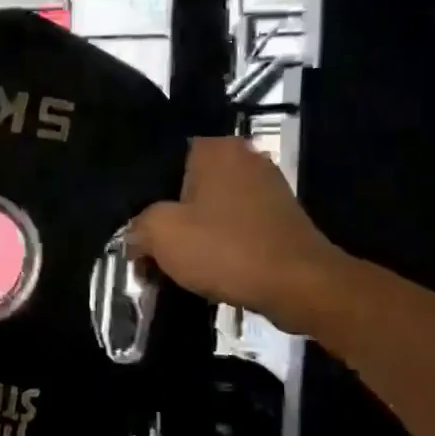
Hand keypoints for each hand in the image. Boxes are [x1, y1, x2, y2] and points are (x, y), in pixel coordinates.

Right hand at [126, 136, 342, 328]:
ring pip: (210, 209)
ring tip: (173, 264)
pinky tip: (205, 269)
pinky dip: (218, 245)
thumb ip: (138, 227)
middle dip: (167, 217)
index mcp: (215, 149)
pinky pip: (233, 227)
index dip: (143, 194)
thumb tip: (136, 238)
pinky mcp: (280, 218)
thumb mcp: (161, 234)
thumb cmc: (226, 249)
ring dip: (191, 235)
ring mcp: (267, 188)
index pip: (163, 161)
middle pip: (186, 187)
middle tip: (148, 248)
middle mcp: (244, 158)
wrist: (300, 286)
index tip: (134, 224)